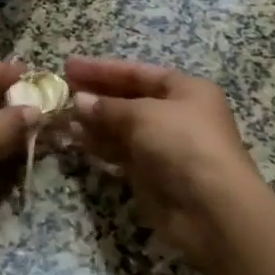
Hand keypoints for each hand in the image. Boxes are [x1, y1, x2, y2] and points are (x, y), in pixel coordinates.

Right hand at [65, 57, 271, 271]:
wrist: (212, 208)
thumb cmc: (184, 144)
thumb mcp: (144, 115)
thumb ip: (108, 107)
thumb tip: (79, 100)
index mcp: (185, 90)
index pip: (138, 72)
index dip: (103, 69)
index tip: (70, 66)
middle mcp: (176, 114)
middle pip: (129, 99)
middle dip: (96, 94)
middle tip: (62, 89)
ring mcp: (164, 145)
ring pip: (122, 127)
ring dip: (93, 120)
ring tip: (62, 115)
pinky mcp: (152, 174)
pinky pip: (120, 152)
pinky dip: (100, 144)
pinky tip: (76, 139)